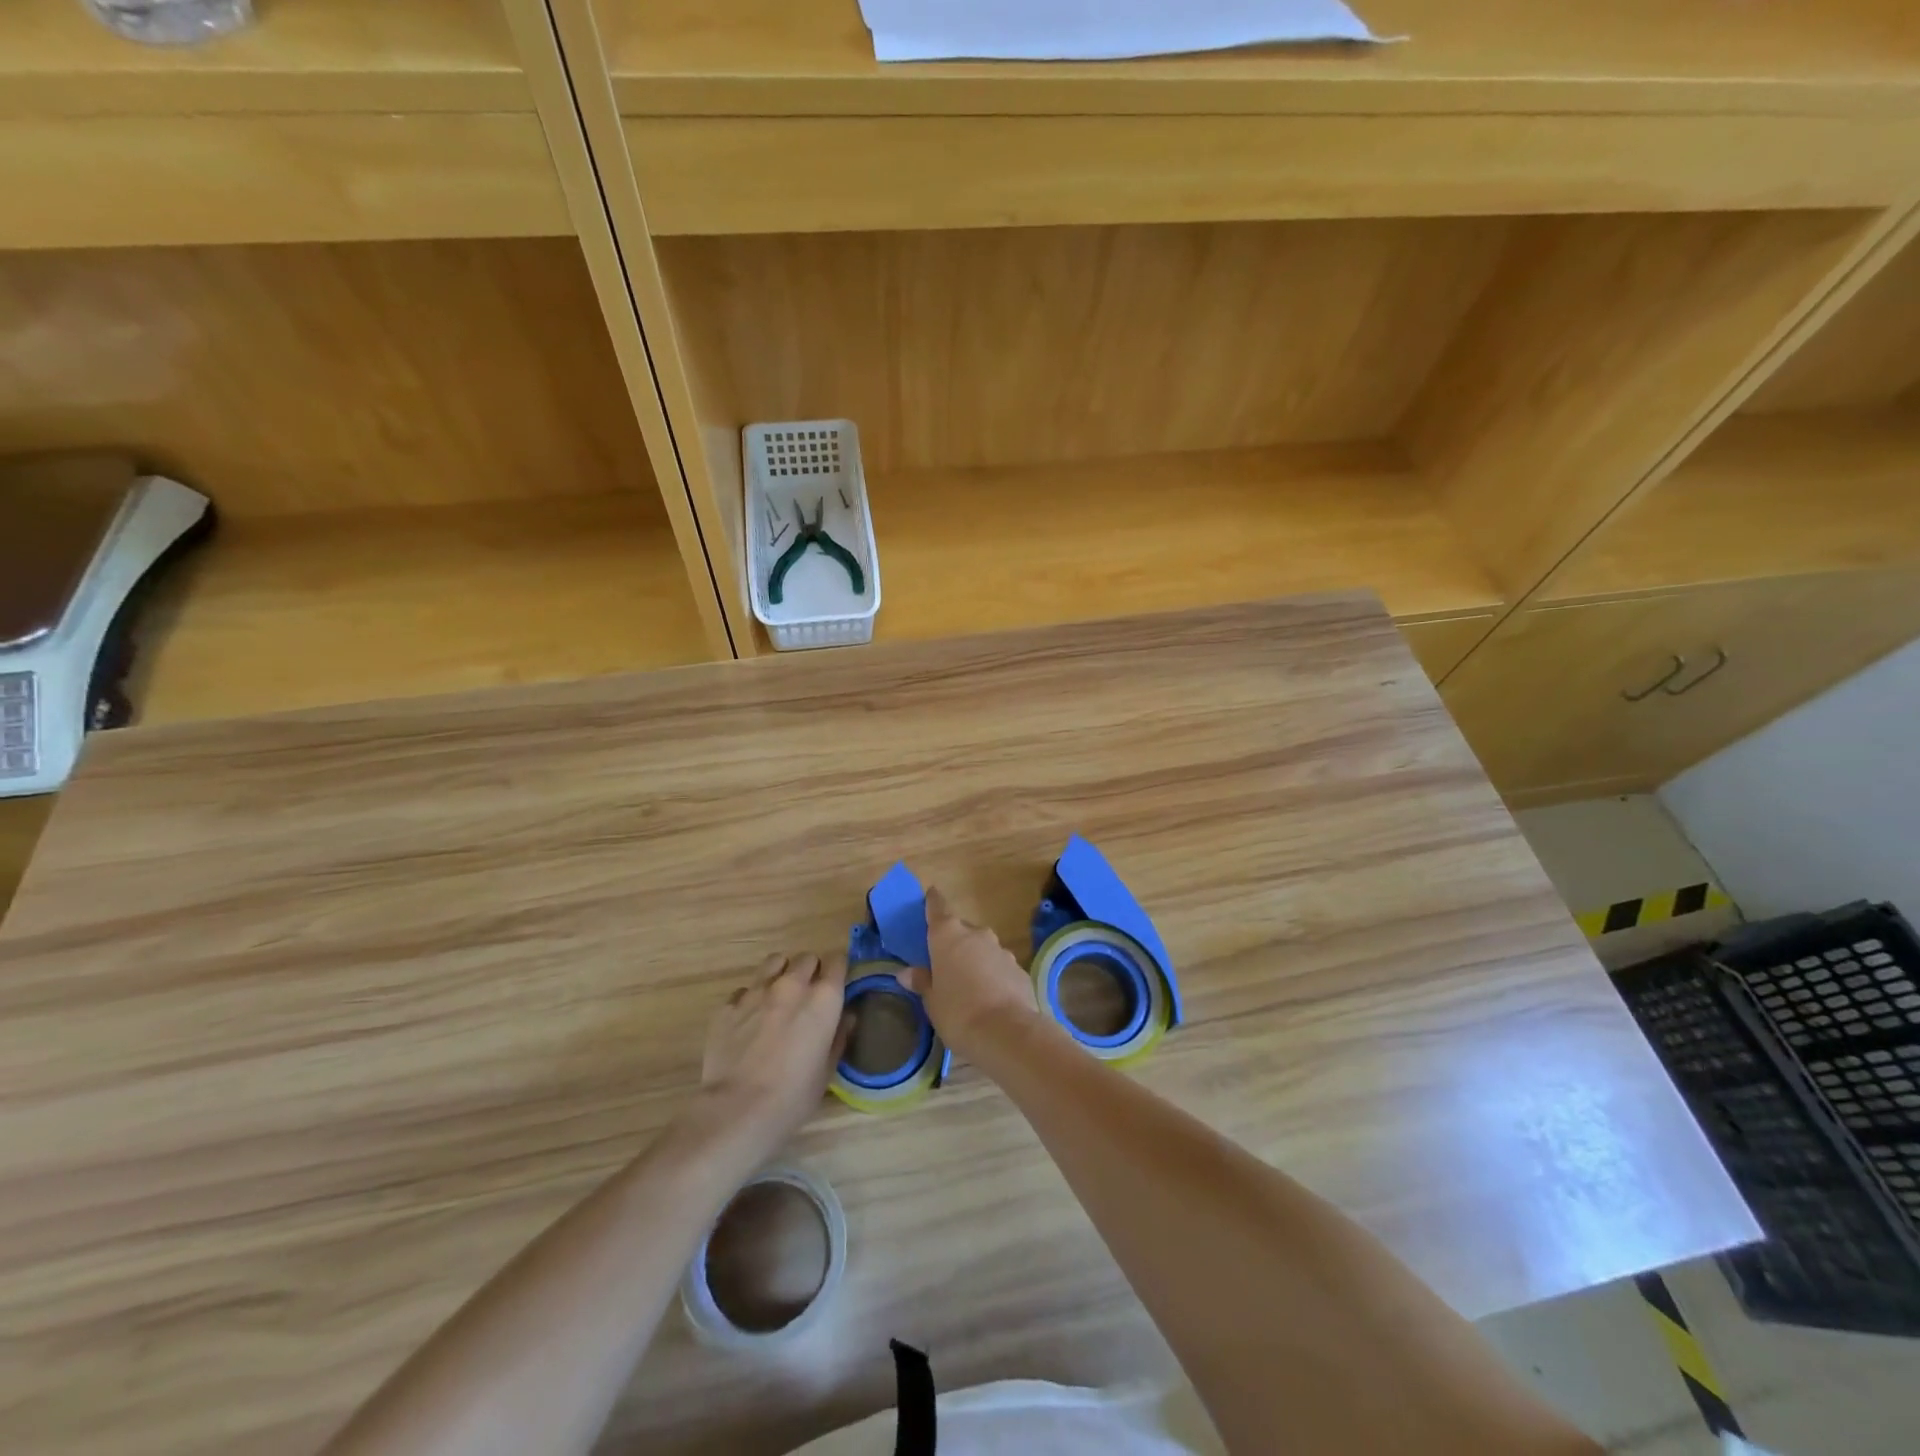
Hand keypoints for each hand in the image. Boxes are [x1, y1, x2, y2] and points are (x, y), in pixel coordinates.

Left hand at [698, 952, 851, 1153]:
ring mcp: (757, 992)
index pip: (838, 961)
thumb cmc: (794, 1096)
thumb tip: (846, 1017)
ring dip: (781, 973)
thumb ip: (839, 1036)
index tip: (836, 983)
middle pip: (806, 958)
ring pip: (774, 962)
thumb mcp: (827, 1070)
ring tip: (779, 994)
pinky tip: (749, 1018)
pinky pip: (744, 989)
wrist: (739, 1109)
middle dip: (811, 970)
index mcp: (823, 999)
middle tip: (808, 993)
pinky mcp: (728, 1005)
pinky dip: (750, 997)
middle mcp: (792, 985)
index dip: (838, 970)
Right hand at [904, 886, 1043, 1057]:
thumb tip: (906, 973)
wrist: (1007, 1032)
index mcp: (947, 935)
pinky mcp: (1019, 968)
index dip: (933, 901)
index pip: (938, 908)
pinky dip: (993, 975)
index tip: (932, 893)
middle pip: (961, 931)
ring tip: (968, 986)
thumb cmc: (958, 1012)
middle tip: (945, 964)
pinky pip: (999, 966)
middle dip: (954, 943)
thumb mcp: (932, 1001)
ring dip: (975, 960)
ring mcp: (1000, 949)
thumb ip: (922, 982)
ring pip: (982, 948)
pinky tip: (990, 998)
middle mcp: (976, 934)